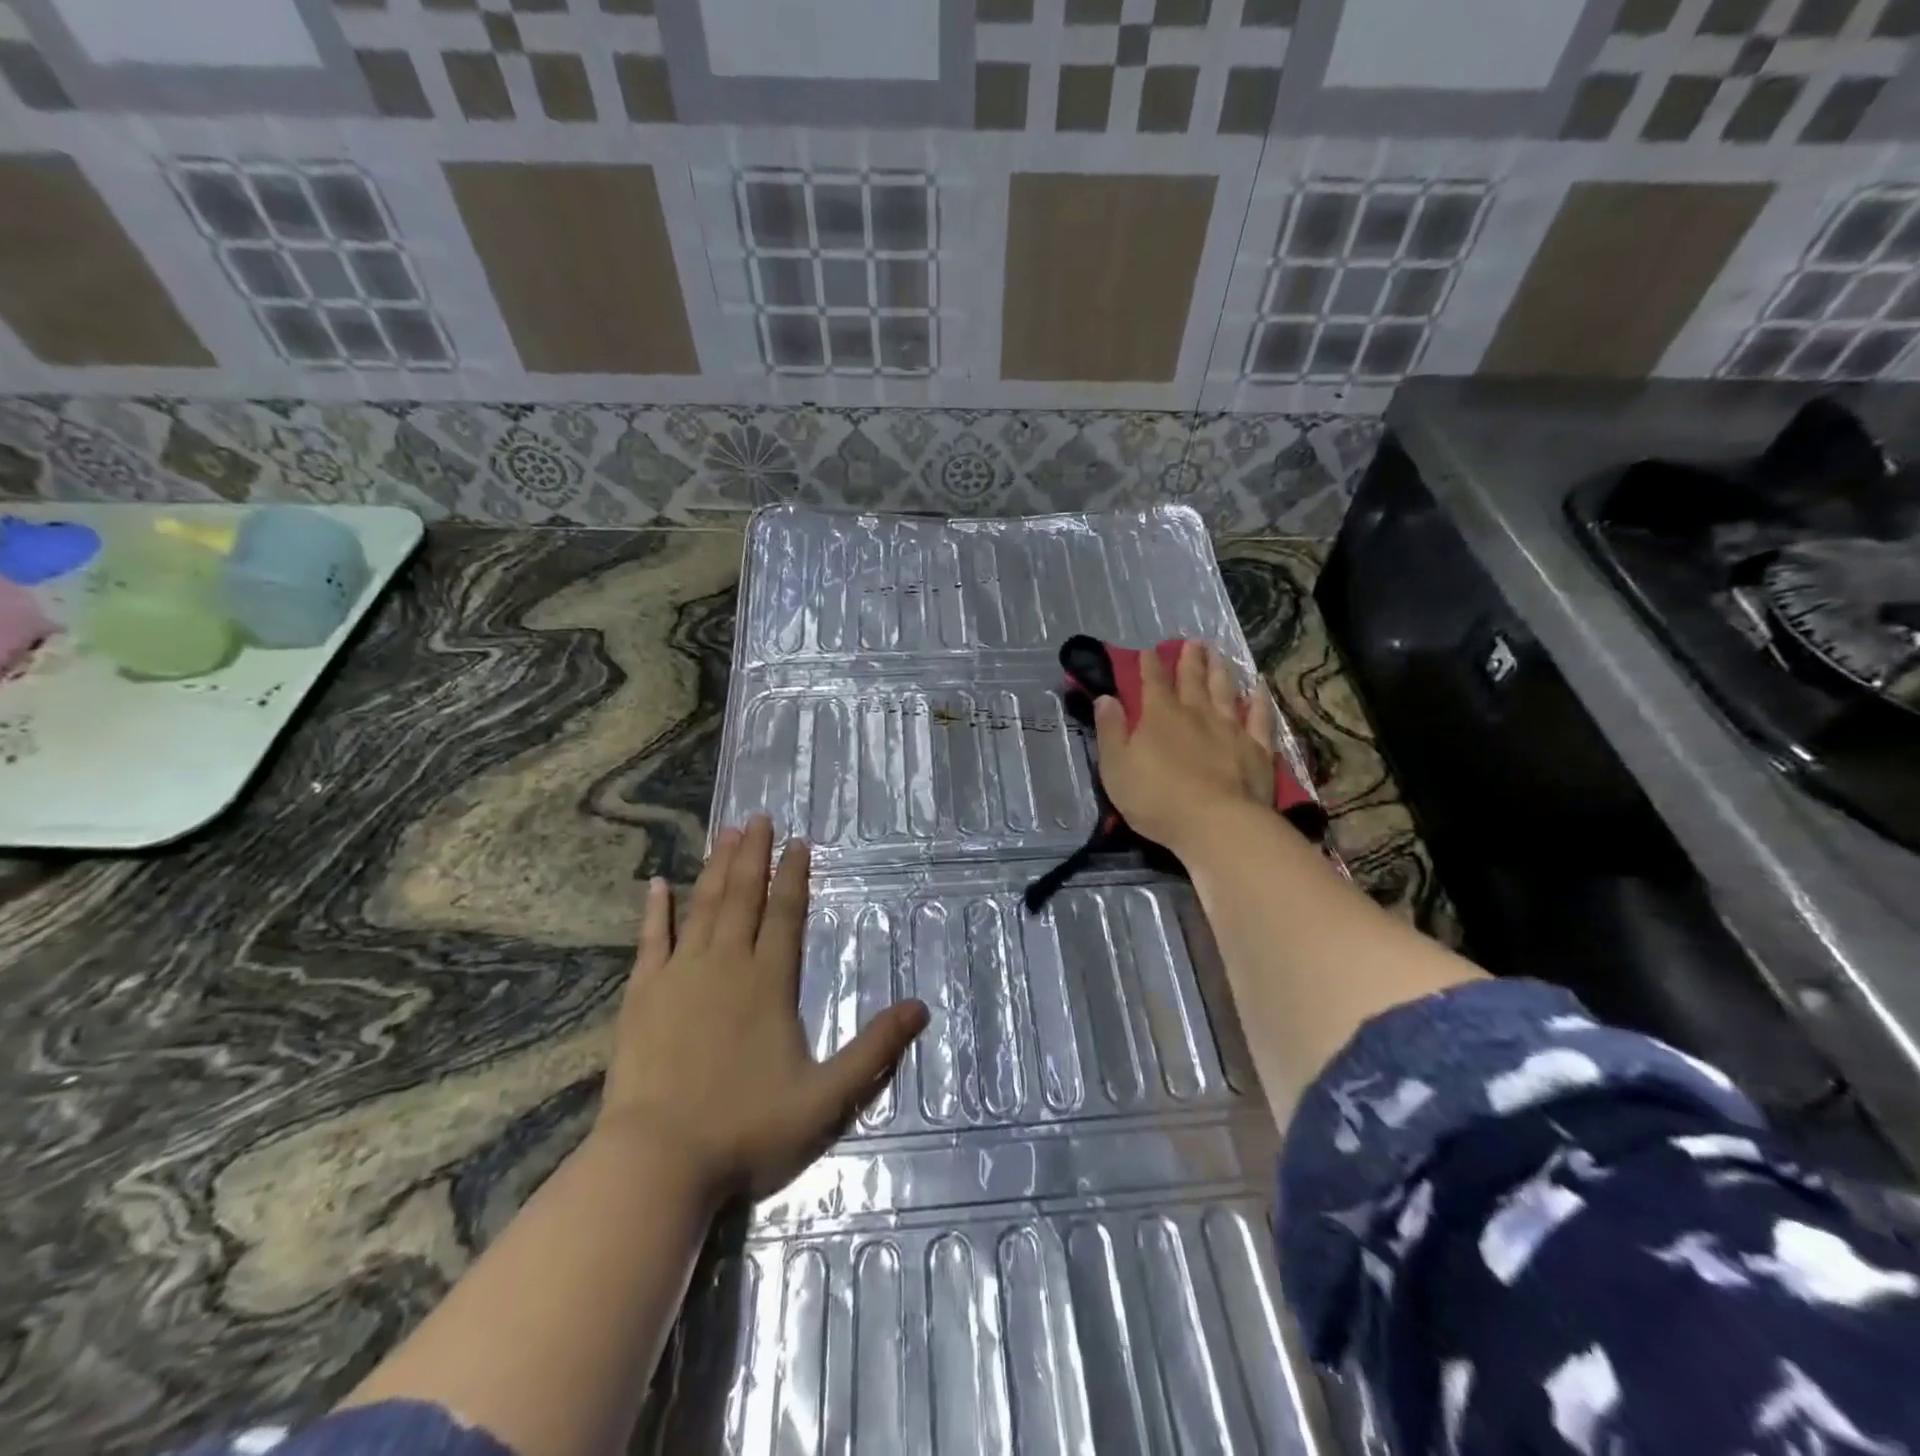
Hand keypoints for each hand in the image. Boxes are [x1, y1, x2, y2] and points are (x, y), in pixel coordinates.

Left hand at [598, 816, 929, 1202]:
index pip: (786, 914)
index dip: (794, 876)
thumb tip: (921, 1007)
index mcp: (769, 982)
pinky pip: (651, 940)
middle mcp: (726, 965)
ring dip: (716, 869)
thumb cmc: (746, 1129)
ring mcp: (680, 976)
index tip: (798, 843)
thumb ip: (874, 1049)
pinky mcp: (643, 995)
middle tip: (758, 818)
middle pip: (743, 897)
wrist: (658, 1161)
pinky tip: (657, 885)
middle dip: (753, 855)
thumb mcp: (827, 1097)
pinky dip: (655, 911)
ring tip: (725, 834)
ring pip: (702, 907)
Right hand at [1092, 640, 1277, 858]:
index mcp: (1159, 717)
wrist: (1216, 824)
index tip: (1148, 651)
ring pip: (1225, 691)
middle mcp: (1196, 714)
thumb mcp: (1116, 767)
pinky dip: (1259, 700)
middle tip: (1192, 642)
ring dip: (1220, 671)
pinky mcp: (1257, 749)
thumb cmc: (1156, 799)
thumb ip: (1110, 730)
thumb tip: (1106, 698)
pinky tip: (1259, 688)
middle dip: (1189, 660)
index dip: (1149, 665)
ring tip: (1218, 654)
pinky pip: (1259, 717)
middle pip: (1192, 680)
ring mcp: (1230, 729)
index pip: (1152, 682)